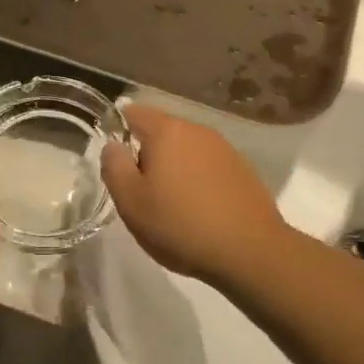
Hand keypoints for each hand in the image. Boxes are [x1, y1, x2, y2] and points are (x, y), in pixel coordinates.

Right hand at [100, 104, 289, 286]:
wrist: (250, 251)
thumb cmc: (181, 225)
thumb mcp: (131, 202)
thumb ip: (114, 166)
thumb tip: (113, 145)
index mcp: (167, 131)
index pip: (133, 112)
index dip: (118, 129)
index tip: (115, 159)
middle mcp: (197, 130)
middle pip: (161, 132)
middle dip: (147, 154)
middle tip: (140, 191)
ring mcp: (224, 149)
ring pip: (186, 150)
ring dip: (174, 168)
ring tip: (170, 204)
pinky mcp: (242, 170)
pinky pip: (208, 166)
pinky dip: (198, 180)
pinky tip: (199, 210)